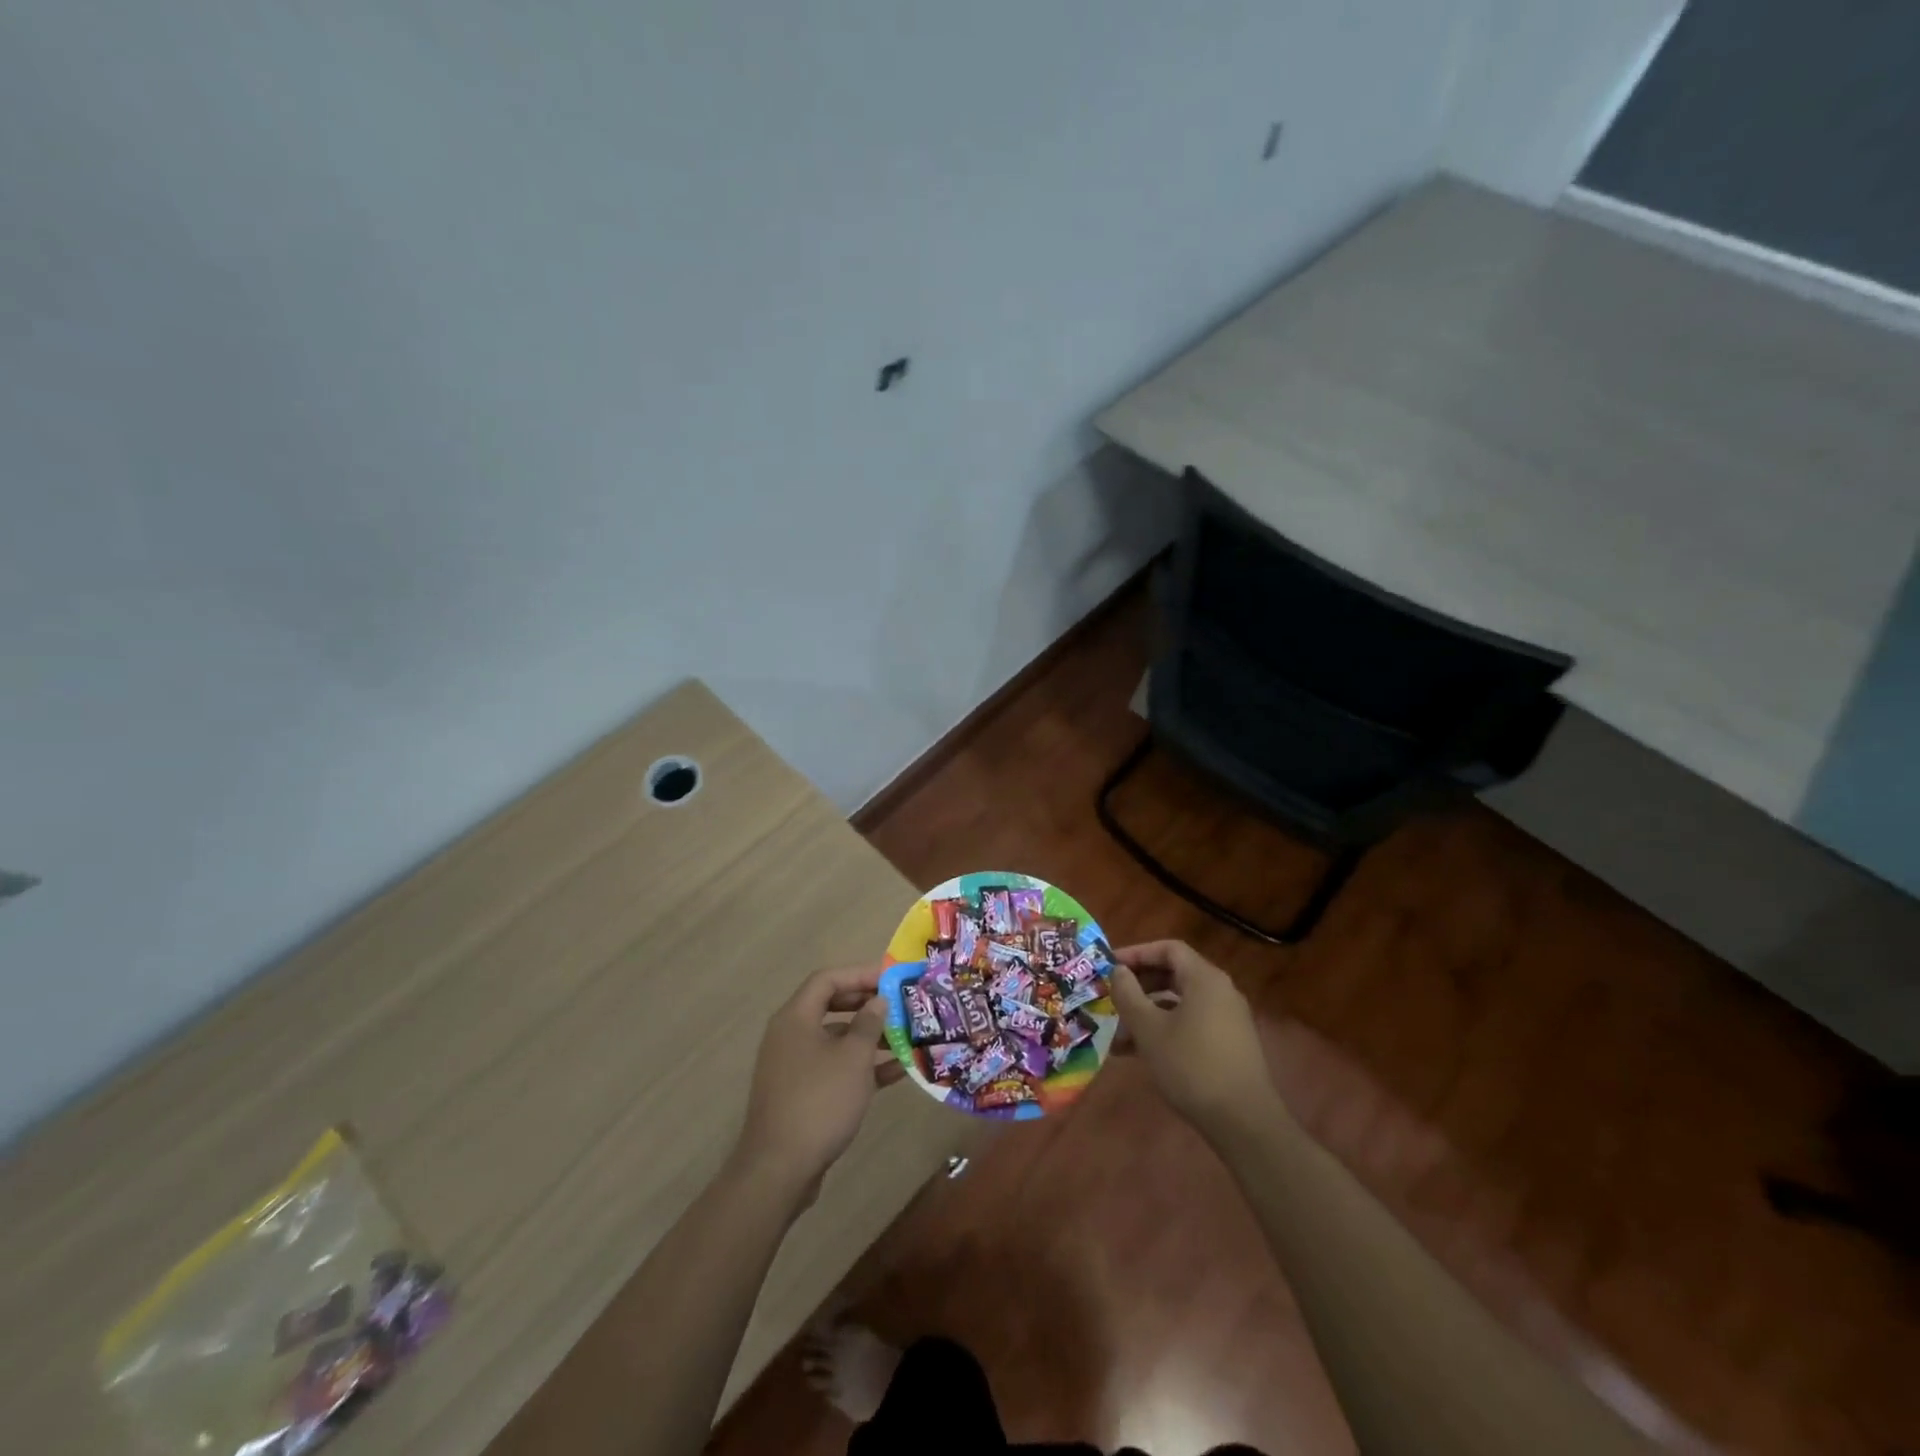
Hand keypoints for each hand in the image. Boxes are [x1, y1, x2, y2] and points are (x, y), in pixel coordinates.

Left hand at [732, 964, 904, 1206]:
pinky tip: (896, 1072)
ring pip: (836, 1039)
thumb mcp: (853, 1058)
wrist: (779, 1169)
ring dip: (869, 1037)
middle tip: (899, 1005)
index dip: (860, 973)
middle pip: (832, 1006)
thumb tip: (878, 1001)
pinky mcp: (802, 1094)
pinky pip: (835, 1068)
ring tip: (905, 1038)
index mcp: (795, 1018)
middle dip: (868, 1004)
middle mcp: (791, 1035)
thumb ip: (868, 1023)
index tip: (891, 978)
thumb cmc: (819, 1101)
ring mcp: (795, 1066)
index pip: (827, 979)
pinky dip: (861, 1067)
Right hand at [1108, 940, 1280, 1137]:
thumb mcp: (1149, 1029)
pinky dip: (1165, 1030)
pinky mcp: (1229, 1045)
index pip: (1168, 949)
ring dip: (1148, 1012)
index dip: (1137, 953)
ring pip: (1180, 1003)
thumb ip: (1129, 994)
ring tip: (1118, 1035)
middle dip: (1139, 985)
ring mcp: (1228, 1019)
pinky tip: (1140, 1054)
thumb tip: (1118, 971)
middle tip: (1111, 997)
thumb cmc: (1191, 1066)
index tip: (1110, 967)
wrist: (1244, 1122)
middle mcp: (1221, 992)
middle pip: (1175, 974)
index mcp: (1205, 979)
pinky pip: (1191, 1024)